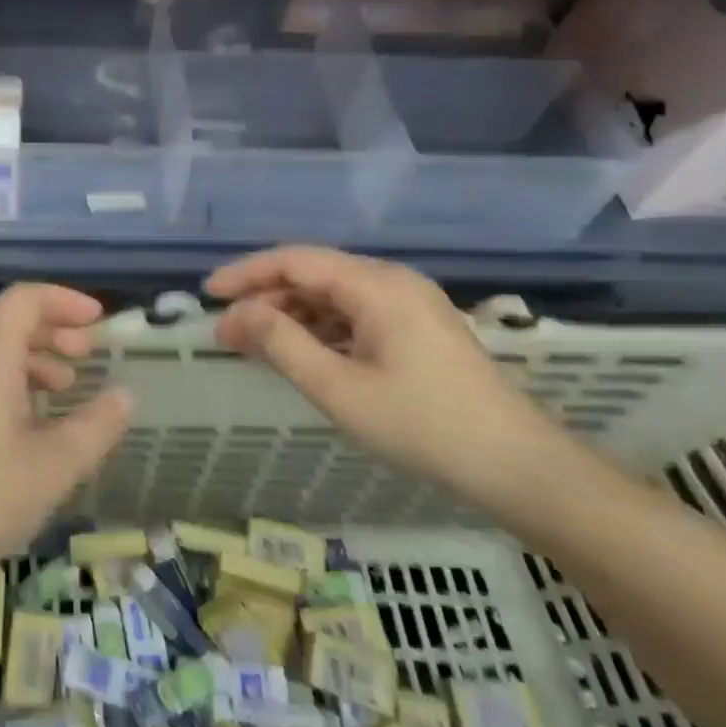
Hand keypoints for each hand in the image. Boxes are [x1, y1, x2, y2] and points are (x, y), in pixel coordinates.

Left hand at [0, 285, 131, 605]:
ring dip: (31, 362)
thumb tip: (124, 395)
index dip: (65, 301)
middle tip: (87, 356)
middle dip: (52, 332)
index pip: (25, 298)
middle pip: (7, 323)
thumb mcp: (55, 464)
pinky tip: (28, 429)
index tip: (99, 321)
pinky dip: (8, 387)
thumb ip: (96, 425)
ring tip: (63, 393)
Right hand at [207, 247, 564, 512]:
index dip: (246, 273)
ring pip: (333, 296)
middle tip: (227, 334)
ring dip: (291, 317)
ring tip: (254, 346)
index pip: (295, 261)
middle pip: (313, 275)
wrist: (517, 465)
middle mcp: (393, 282)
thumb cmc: (422, 425)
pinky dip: (320, 330)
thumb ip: (282, 343)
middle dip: (265, 300)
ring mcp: (409, 304)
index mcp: (377, 285)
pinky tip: (300, 354)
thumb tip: (240, 313)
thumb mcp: (338, 388)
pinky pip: (355, 315)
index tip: (209, 294)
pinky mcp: (417, 328)